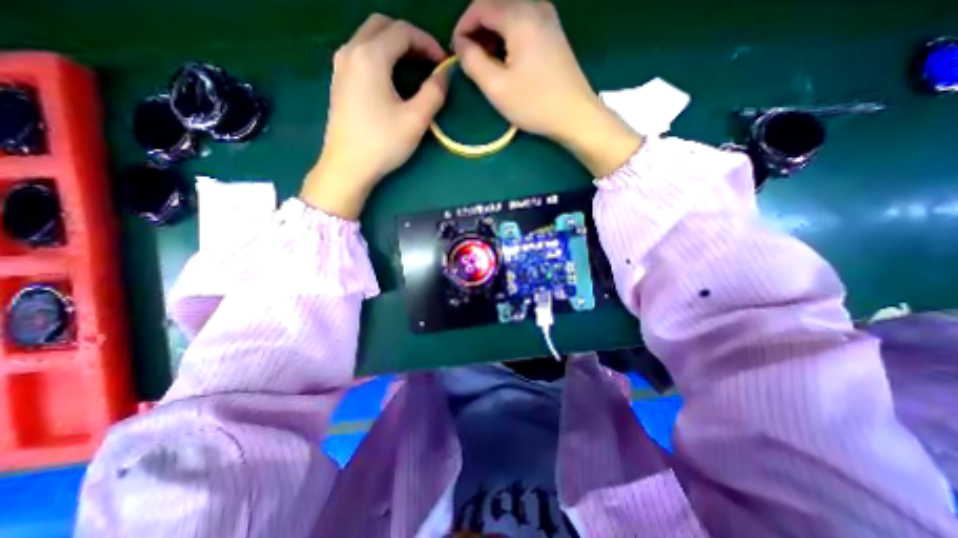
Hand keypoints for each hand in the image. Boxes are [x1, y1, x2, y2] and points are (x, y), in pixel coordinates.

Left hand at [301, 15, 447, 221]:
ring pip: (369, 39)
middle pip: (382, 26)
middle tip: (428, 61)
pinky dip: (380, 57)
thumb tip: (444, 75)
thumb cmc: (383, 143)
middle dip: (409, 39)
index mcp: (370, 56)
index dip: (427, 43)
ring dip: (394, 46)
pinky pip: (361, 55)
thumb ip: (434, 93)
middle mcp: (351, 51)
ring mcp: (341, 66)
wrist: (348, 166)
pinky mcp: (339, 82)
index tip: (443, 63)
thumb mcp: (415, 120)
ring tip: (413, 69)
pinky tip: (391, 79)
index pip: (403, 31)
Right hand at [452, 0, 642, 176]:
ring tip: (487, 63)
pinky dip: (509, 37)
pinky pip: (524, 23)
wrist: (575, 115)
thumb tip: (461, 44)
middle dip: (478, 30)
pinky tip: (507, 59)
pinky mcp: (554, 33)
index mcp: (519, 16)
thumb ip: (473, 61)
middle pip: (496, 6)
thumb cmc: (534, 104)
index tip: (456, 52)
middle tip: (470, 59)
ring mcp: (548, 18)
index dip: (463, 27)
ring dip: (493, 34)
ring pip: (510, 14)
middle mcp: (535, 6)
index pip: (481, 6)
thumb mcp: (496, 87)